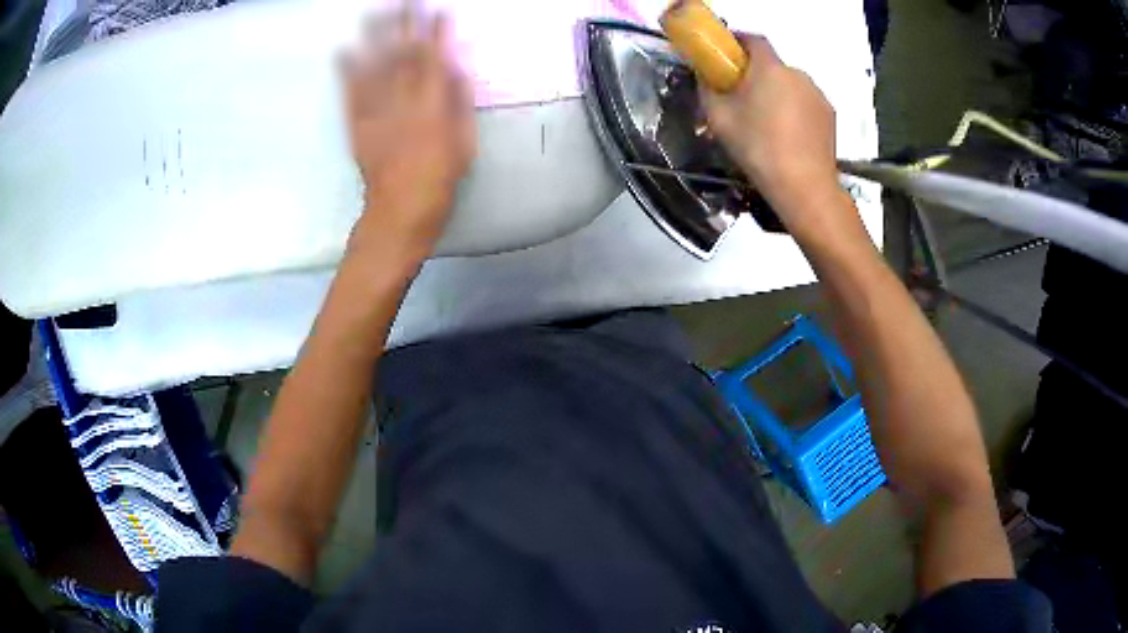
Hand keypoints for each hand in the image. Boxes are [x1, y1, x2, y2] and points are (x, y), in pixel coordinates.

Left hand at [343, 4, 475, 263]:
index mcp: (433, 106)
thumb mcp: (465, 144)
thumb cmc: (440, 180)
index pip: (434, 59)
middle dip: (405, 25)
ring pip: (374, 67)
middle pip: (402, 55)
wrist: (399, 211)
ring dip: (374, 38)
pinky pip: (350, 93)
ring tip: (373, 13)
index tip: (438, 12)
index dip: (436, 33)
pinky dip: (346, 71)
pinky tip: (344, 50)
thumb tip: (456, 70)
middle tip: (404, 1)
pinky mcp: (356, 125)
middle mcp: (402, 101)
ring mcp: (376, 112)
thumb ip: (460, 104)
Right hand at [701, 36, 840, 230]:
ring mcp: (817, 94)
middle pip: (772, 65)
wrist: (804, 186)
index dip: (739, 42)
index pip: (753, 39)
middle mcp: (797, 73)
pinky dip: (795, 110)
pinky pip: (806, 103)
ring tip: (767, 122)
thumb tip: (705, 75)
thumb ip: (708, 88)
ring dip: (777, 93)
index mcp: (769, 68)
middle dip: (757, 75)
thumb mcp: (718, 118)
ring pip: (790, 85)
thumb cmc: (757, 147)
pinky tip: (788, 135)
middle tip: (743, 98)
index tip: (727, 55)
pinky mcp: (829, 115)